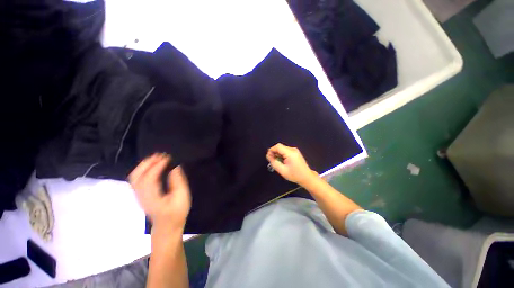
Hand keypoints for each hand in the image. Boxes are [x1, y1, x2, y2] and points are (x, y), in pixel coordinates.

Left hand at [129, 153, 190, 231]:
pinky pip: (137, 179)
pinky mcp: (141, 195)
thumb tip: (175, 167)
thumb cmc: (176, 212)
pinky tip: (152, 166)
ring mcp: (139, 195)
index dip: (157, 166)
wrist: (167, 226)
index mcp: (152, 197)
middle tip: (160, 155)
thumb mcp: (182, 196)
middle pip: (137, 176)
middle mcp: (141, 195)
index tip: (167, 157)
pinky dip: (143, 170)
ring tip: (156, 158)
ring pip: (135, 177)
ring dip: (144, 165)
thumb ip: (178, 181)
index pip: (149, 178)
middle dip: (147, 163)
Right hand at [266, 143, 316, 185]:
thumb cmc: (295, 175)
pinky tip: (283, 161)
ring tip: (278, 162)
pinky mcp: (295, 152)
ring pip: (282, 148)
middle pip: (279, 147)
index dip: (271, 150)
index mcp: (290, 153)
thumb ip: (274, 162)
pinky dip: (281, 154)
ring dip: (278, 154)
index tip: (269, 157)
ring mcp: (294, 150)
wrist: (306, 177)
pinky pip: (285, 150)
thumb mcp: (282, 170)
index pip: (278, 146)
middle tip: (273, 160)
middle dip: (274, 152)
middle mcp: (293, 149)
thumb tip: (268, 155)